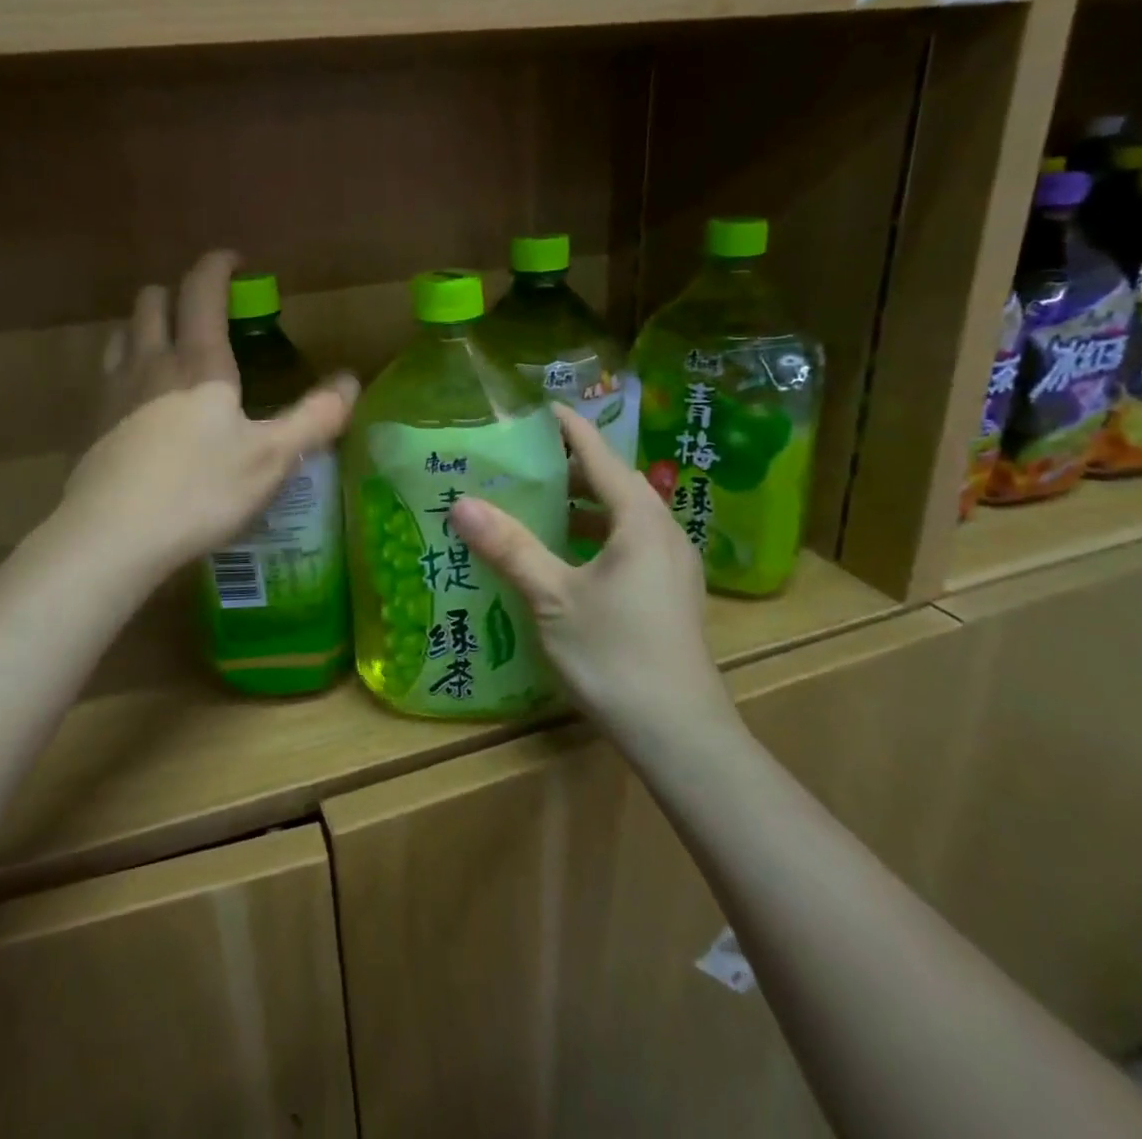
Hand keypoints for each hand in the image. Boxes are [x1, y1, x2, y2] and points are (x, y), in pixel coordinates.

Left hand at [60, 250, 357, 578]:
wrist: (113, 535)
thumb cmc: (201, 490)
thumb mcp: (272, 458)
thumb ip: (314, 417)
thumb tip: (350, 381)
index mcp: (199, 362)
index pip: (202, 290)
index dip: (217, 266)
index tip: (234, 261)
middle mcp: (151, 362)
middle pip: (153, 301)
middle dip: (178, 292)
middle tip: (205, 311)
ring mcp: (114, 391)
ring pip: (123, 332)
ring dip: (147, 325)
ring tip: (170, 345)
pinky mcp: (92, 423)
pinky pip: (107, 373)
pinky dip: (127, 365)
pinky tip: (140, 398)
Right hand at [449, 405, 738, 745]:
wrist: (679, 733)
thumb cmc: (615, 655)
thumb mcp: (553, 598)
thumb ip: (510, 547)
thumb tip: (462, 503)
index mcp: (640, 521)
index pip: (600, 455)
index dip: (568, 428)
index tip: (537, 406)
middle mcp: (663, 532)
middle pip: (614, 483)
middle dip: (571, 467)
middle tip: (523, 459)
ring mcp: (672, 565)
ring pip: (623, 517)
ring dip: (583, 506)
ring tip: (537, 504)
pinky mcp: (670, 593)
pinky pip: (629, 544)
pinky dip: (595, 536)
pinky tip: (564, 558)